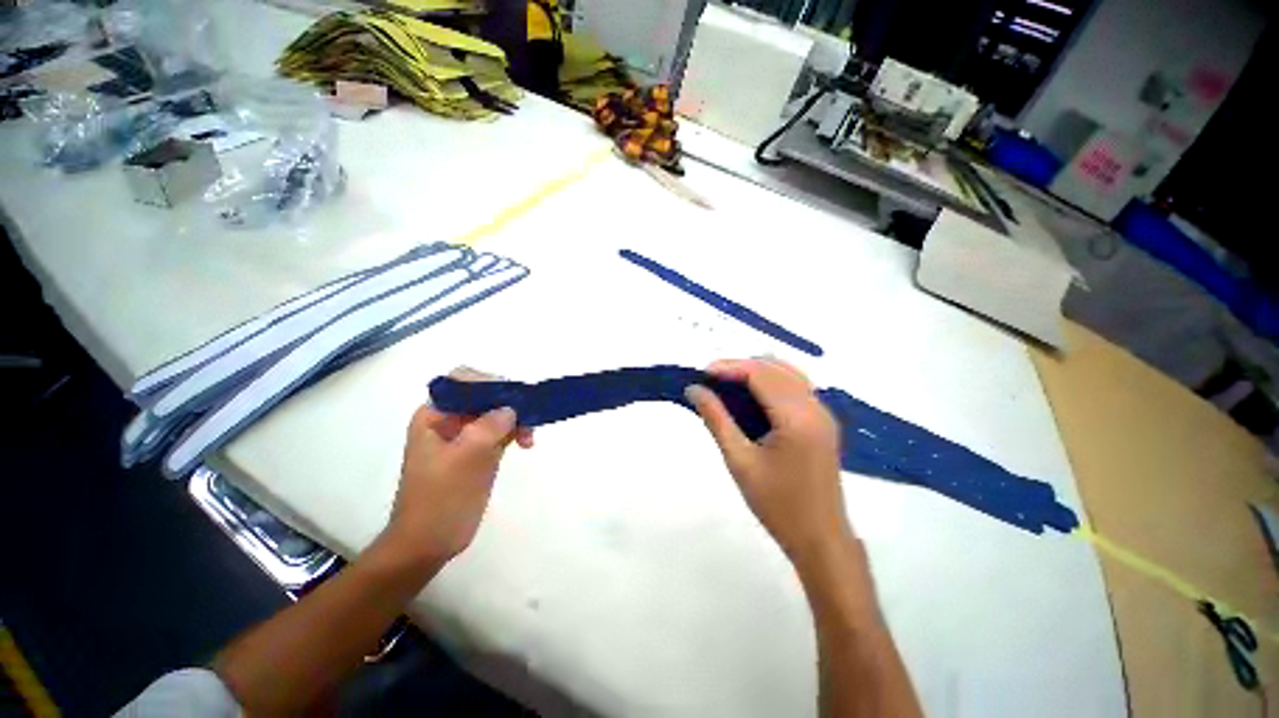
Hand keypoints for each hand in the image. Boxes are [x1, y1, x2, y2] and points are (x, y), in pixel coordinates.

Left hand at [380, 368, 532, 570]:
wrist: (429, 544)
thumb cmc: (441, 499)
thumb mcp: (466, 458)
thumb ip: (490, 426)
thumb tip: (511, 408)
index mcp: (435, 415)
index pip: (463, 381)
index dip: (490, 383)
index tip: (515, 397)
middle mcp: (449, 420)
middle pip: (485, 396)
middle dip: (509, 403)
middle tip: (528, 419)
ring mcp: (465, 437)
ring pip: (496, 414)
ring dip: (516, 420)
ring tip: (530, 438)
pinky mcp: (478, 453)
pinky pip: (500, 432)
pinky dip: (515, 433)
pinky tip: (527, 443)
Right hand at [686, 358, 852, 564]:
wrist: (820, 539)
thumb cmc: (777, 504)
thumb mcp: (739, 461)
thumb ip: (716, 420)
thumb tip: (694, 390)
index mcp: (796, 417)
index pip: (760, 374)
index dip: (729, 367)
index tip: (702, 373)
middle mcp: (815, 407)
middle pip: (775, 368)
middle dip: (741, 367)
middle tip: (710, 380)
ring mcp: (823, 414)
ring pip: (788, 374)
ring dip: (757, 372)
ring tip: (727, 385)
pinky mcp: (823, 422)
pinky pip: (796, 388)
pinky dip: (771, 383)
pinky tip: (752, 397)